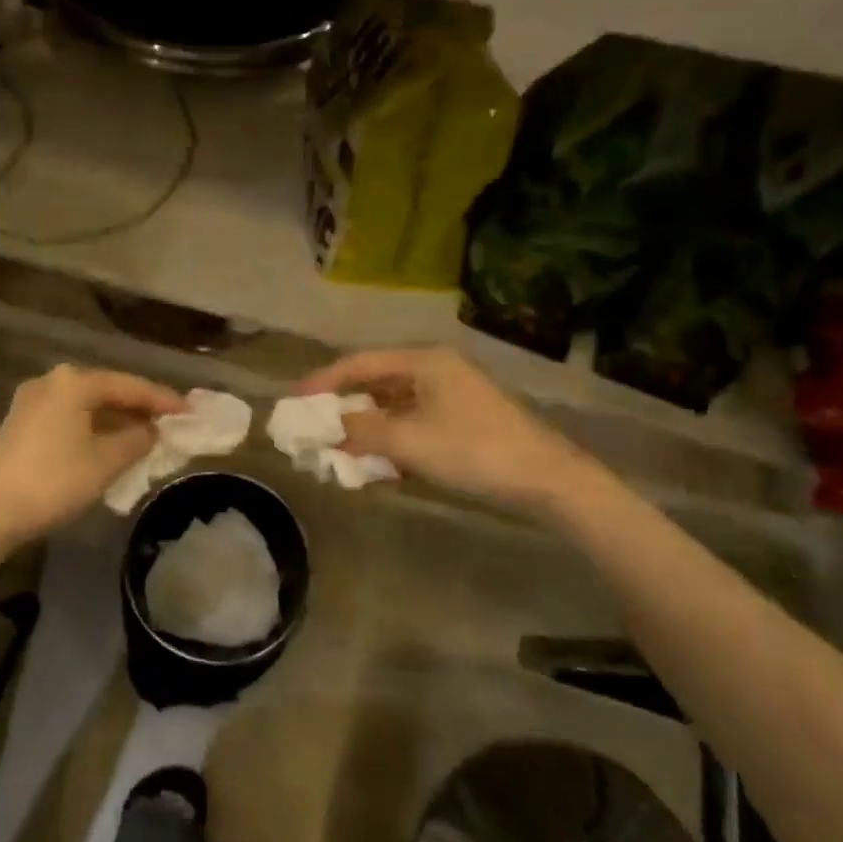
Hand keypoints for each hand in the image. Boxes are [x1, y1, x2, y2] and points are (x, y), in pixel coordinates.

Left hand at [0, 365, 185, 541]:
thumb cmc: (53, 481)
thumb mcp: (105, 462)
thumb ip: (137, 439)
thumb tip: (152, 429)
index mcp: (74, 382)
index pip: (130, 385)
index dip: (163, 399)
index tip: (190, 411)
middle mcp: (52, 381)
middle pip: (108, 390)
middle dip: (139, 408)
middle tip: (170, 423)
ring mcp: (32, 401)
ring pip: (87, 405)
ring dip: (116, 420)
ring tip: (145, 435)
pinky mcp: (21, 423)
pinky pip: (70, 417)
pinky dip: (94, 427)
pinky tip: (109, 444)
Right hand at [296, 345, 585, 506]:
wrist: (547, 480)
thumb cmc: (474, 451)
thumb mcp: (410, 442)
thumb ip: (362, 433)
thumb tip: (329, 431)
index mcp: (424, 361)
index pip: (360, 364)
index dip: (324, 381)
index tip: (295, 399)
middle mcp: (435, 370)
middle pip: (376, 382)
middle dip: (344, 406)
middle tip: (315, 426)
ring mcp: (451, 395)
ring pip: (394, 406)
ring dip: (367, 427)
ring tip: (340, 449)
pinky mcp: (462, 420)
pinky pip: (413, 423)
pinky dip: (391, 439)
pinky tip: (378, 463)